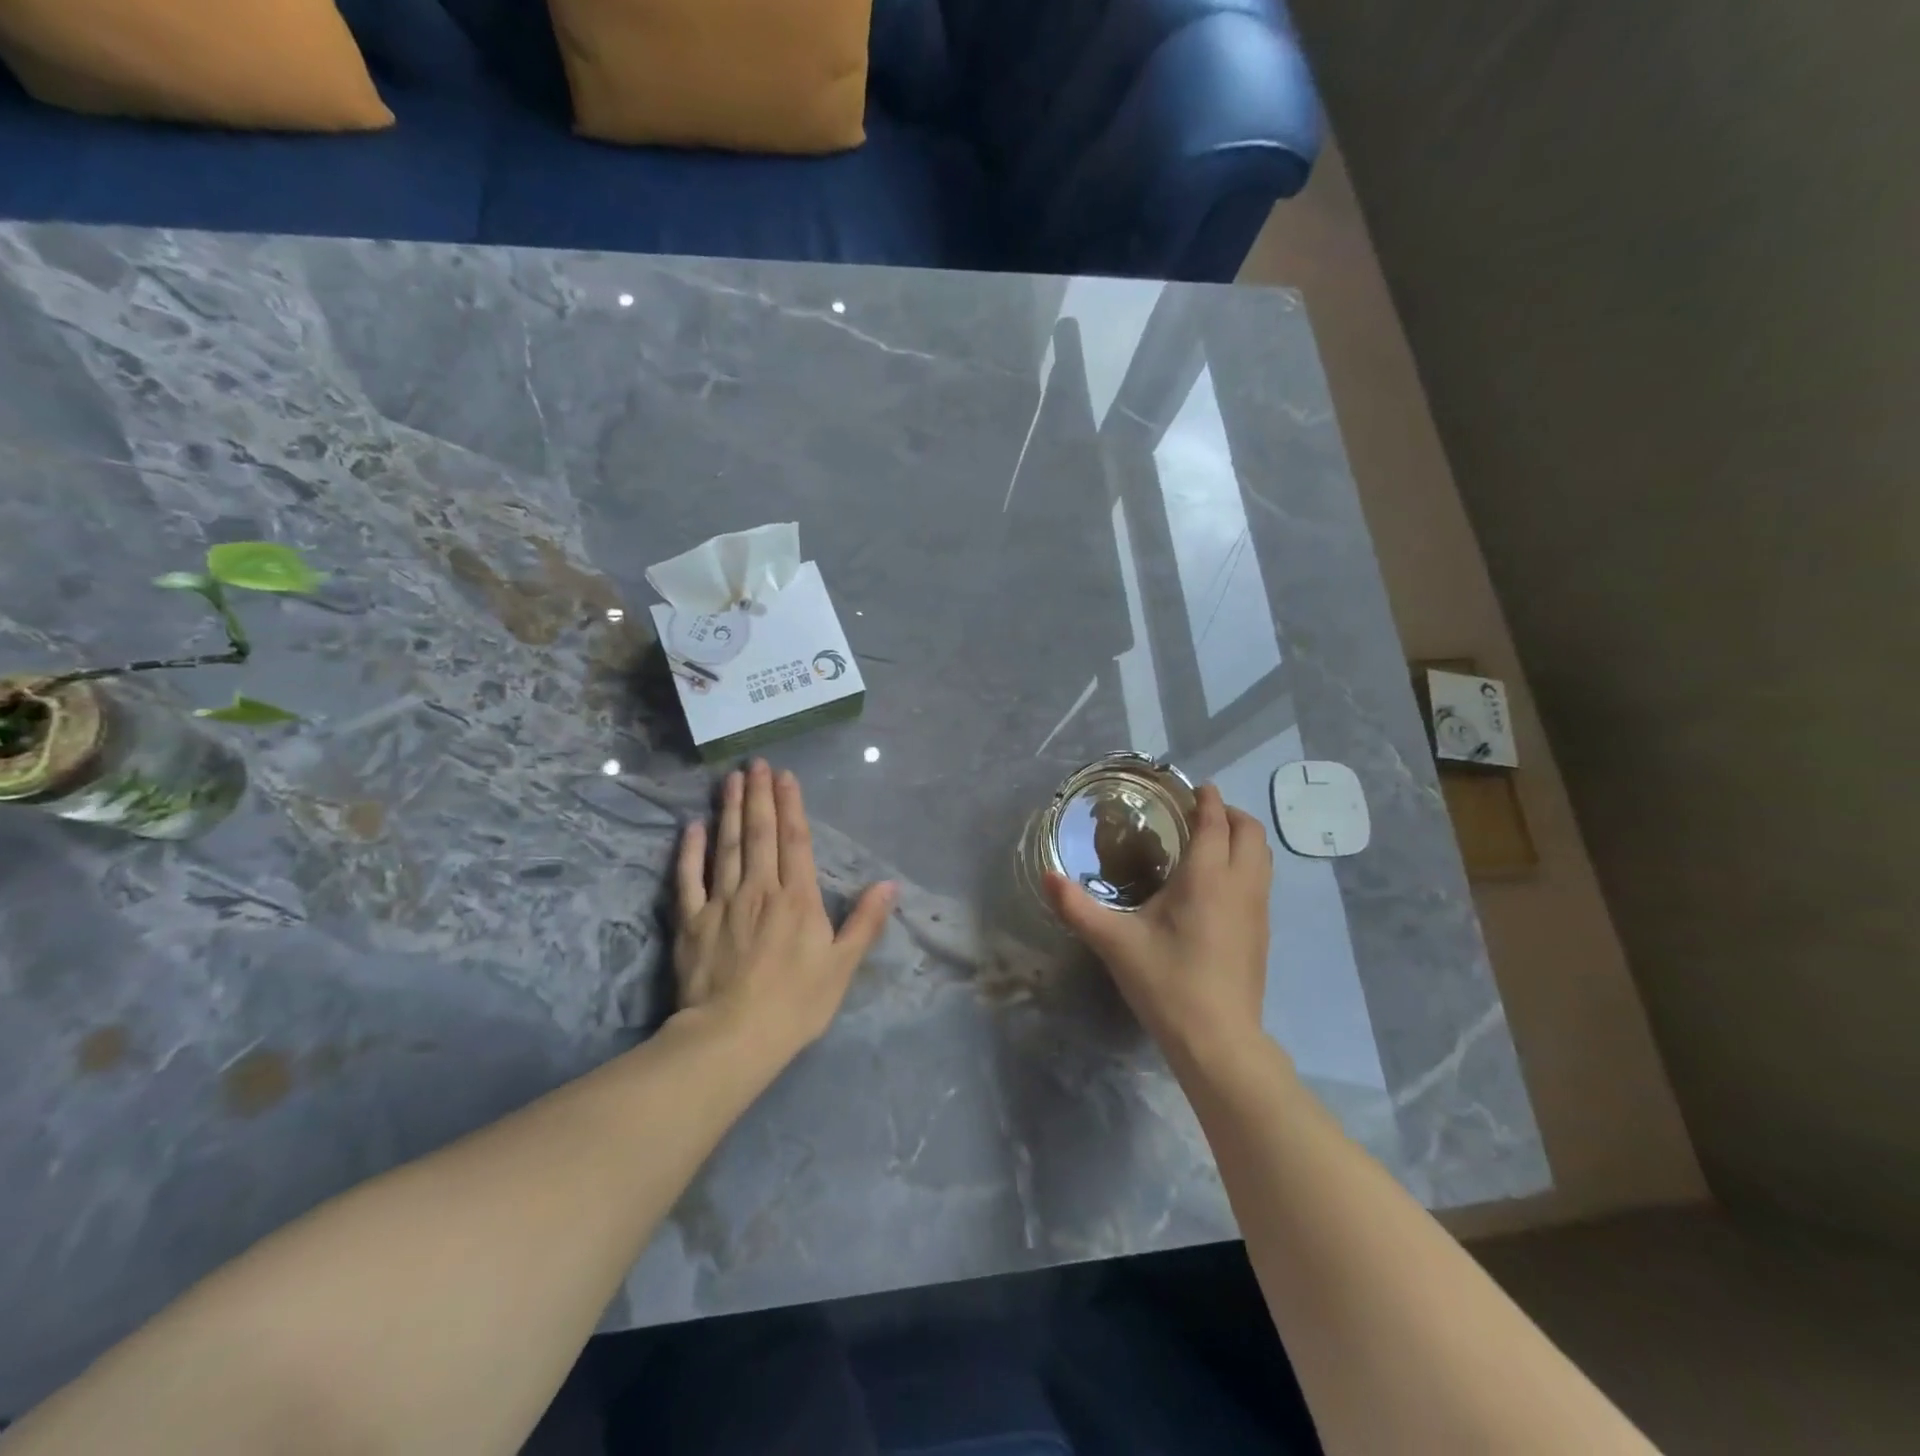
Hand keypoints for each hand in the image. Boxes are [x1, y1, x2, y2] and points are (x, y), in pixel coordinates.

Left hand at [674, 760, 895, 1061]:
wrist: (731, 1037)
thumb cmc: (795, 1004)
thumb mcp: (842, 966)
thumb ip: (865, 922)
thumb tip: (890, 885)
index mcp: (797, 898)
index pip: (795, 841)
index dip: (791, 806)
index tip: (785, 776)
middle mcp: (759, 889)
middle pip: (759, 833)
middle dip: (758, 795)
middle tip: (755, 763)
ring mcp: (721, 902)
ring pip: (726, 846)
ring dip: (728, 810)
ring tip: (730, 780)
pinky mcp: (692, 922)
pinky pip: (689, 878)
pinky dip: (690, 851)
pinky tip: (691, 827)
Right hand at [1044, 784, 1272, 1065]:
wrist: (1218, 1041)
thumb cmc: (1167, 983)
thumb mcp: (1115, 943)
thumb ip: (1077, 908)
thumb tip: (1046, 876)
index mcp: (1207, 877)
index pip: (1215, 822)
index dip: (1207, 799)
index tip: (1194, 787)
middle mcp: (1240, 885)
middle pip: (1250, 832)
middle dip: (1229, 813)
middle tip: (1199, 813)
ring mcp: (1258, 911)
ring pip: (1262, 857)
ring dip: (1242, 839)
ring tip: (1210, 842)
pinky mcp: (1262, 934)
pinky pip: (1261, 881)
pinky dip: (1246, 865)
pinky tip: (1218, 886)